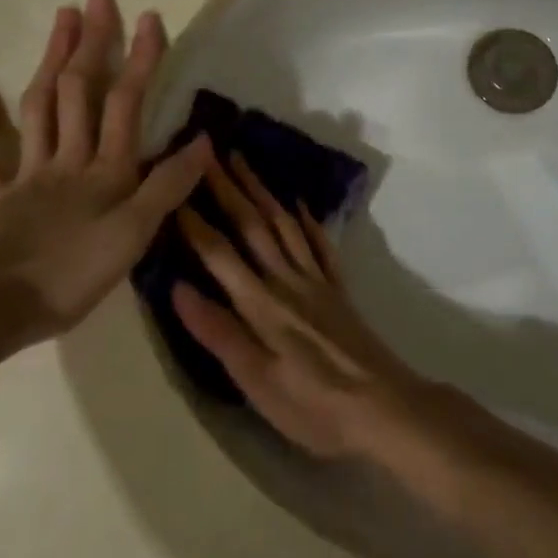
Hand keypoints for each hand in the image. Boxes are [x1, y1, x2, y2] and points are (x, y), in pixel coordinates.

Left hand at [0, 0, 209, 354]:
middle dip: (92, 43)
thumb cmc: (71, 275)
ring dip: (50, 61)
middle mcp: (66, 160)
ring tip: (60, 20)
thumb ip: (167, 187)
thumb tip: (203, 142)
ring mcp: (26, 174)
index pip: (127, 103)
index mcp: (104, 170)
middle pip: (79, 92)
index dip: (141, 60)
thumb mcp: (135, 236)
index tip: (150, 17)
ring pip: (39, 107)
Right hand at [173, 153, 430, 459]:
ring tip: (245, 163)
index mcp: (260, 304)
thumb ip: (219, 333)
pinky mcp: (338, 290)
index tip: (173, 186)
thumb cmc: (313, 405)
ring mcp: (316, 281)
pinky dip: (309, 220)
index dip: (194, 219)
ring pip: (284, 224)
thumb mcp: (256, 382)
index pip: (219, 252)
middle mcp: (286, 281)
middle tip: (209, 151)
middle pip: (253, 225)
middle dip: (228, 186)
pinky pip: (321, 244)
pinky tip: (301, 204)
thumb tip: (177, 287)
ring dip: (262, 191)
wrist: (384, 406)